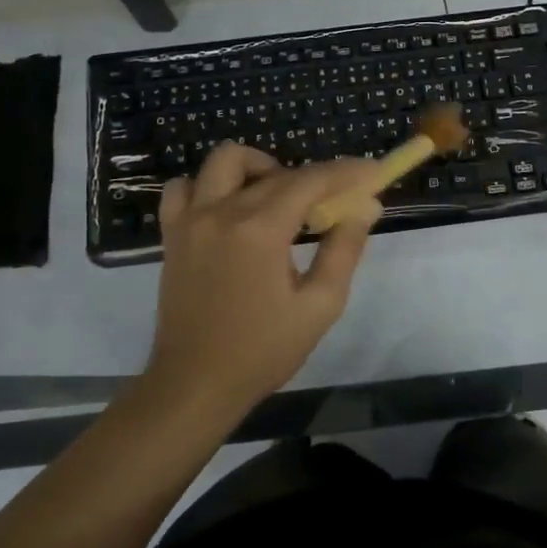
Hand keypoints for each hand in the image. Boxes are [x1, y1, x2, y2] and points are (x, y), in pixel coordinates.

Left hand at [149, 145, 382, 413]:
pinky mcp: (173, 233)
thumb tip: (366, 206)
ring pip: (226, 161)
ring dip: (260, 169)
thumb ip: (344, 249)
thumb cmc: (262, 351)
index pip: (311, 180)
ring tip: (279, 199)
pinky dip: (209, 186)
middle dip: (316, 179)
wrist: (194, 385)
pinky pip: (185, 187)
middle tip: (336, 204)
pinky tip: (229, 208)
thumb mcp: (319, 306)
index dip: (347, 171)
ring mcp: (191, 219)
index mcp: (260, 230)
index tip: (373, 172)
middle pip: (278, 172)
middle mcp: (223, 212)